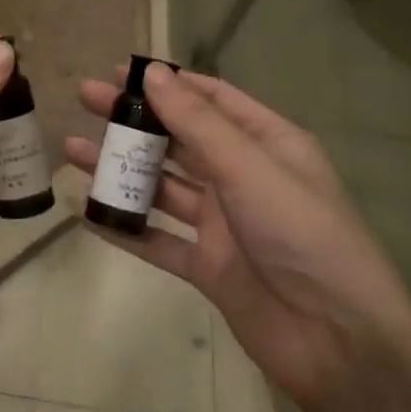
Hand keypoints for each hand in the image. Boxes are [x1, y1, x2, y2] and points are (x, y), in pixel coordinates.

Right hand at [65, 64, 410, 411]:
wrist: (337, 340)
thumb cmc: (301, 234)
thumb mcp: (249, 167)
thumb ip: (197, 122)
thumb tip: (153, 73)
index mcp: (266, 144)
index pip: (212, 100)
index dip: (168, 83)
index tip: (120, 72)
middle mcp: (242, 177)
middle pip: (179, 139)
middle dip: (134, 119)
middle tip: (85, 99)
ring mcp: (223, 224)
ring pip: (162, 187)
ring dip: (121, 168)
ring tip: (73, 150)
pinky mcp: (207, 266)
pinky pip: (157, 239)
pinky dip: (125, 226)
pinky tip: (88, 212)